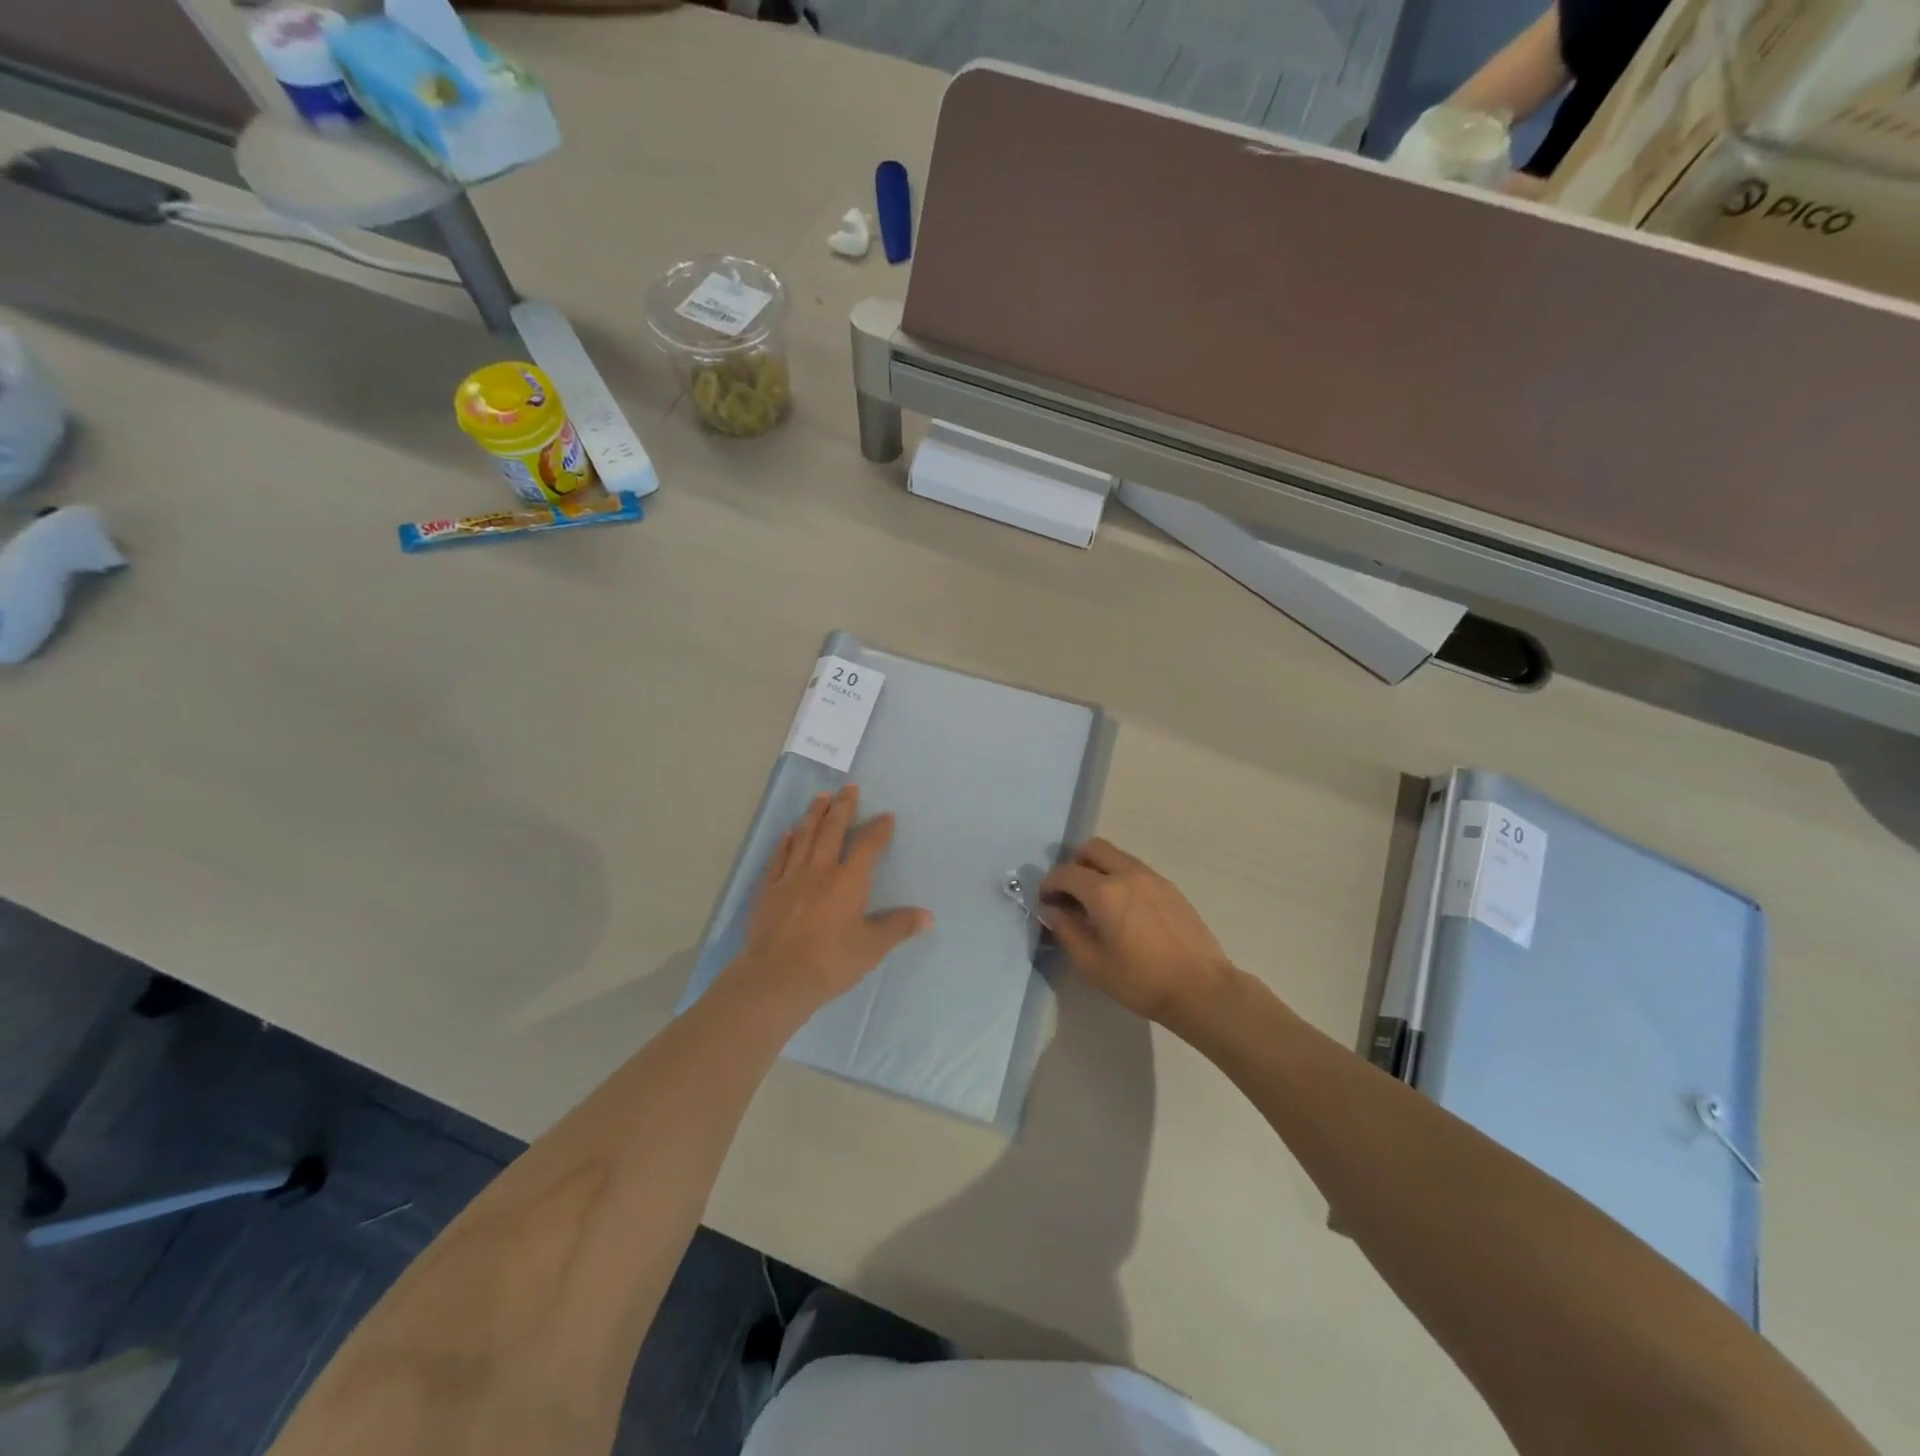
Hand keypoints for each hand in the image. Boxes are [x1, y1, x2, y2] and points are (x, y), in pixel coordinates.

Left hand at [731, 784, 931, 1011]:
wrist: (777, 977)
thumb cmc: (831, 961)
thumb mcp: (872, 947)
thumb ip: (898, 927)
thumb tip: (927, 916)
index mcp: (848, 880)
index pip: (867, 846)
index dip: (878, 829)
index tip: (886, 816)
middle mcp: (820, 870)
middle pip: (832, 830)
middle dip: (843, 807)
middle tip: (849, 787)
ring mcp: (791, 877)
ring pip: (804, 836)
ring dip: (814, 814)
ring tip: (820, 797)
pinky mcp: (769, 889)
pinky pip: (779, 857)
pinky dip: (786, 842)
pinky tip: (789, 833)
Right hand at [1039, 838, 1237, 1026]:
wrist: (1200, 988)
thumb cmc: (1141, 981)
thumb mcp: (1092, 964)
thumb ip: (1066, 931)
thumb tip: (1052, 910)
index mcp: (1104, 892)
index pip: (1066, 873)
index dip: (1049, 884)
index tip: (1046, 902)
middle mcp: (1127, 874)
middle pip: (1092, 848)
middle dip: (1074, 865)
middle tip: (1071, 894)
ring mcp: (1152, 877)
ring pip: (1116, 855)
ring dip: (1098, 869)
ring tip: (1097, 903)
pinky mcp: (1169, 887)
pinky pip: (1135, 869)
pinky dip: (1120, 877)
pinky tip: (1124, 909)